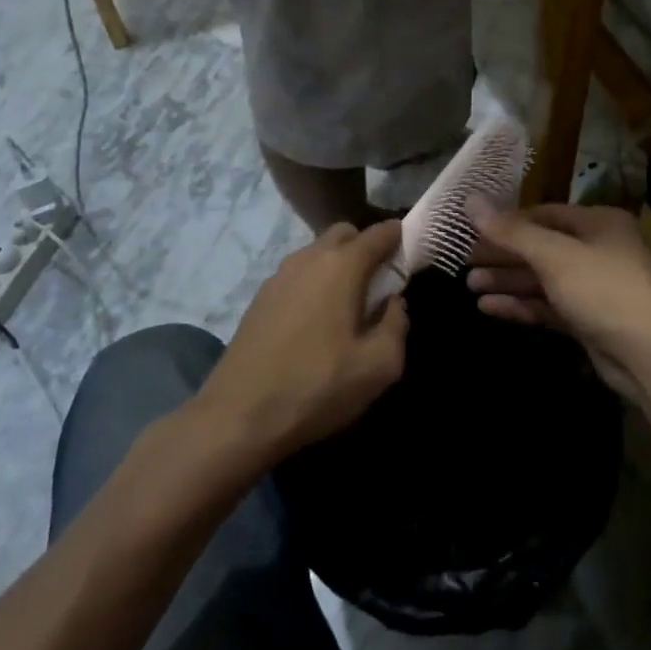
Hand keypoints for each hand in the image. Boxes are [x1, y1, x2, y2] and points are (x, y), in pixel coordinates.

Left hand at [195, 221, 408, 463]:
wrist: (237, 417)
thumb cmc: (316, 387)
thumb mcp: (379, 366)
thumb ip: (398, 325)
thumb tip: (395, 303)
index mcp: (342, 266)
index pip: (380, 232)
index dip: (401, 236)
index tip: (413, 253)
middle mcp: (309, 258)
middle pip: (345, 234)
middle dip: (367, 247)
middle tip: (380, 283)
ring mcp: (279, 275)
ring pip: (318, 253)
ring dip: (338, 266)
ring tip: (348, 306)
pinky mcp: (260, 297)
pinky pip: (298, 274)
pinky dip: (314, 283)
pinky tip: (316, 322)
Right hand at [465, 202, 650, 403]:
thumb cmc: (605, 290)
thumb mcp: (554, 255)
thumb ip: (511, 231)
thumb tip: (470, 200)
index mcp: (597, 223)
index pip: (543, 214)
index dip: (507, 222)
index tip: (472, 231)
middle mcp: (597, 250)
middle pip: (540, 246)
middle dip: (503, 255)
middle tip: (464, 262)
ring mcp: (594, 288)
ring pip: (543, 279)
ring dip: (508, 281)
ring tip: (469, 286)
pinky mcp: (589, 321)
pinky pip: (548, 306)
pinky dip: (521, 305)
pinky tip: (489, 308)